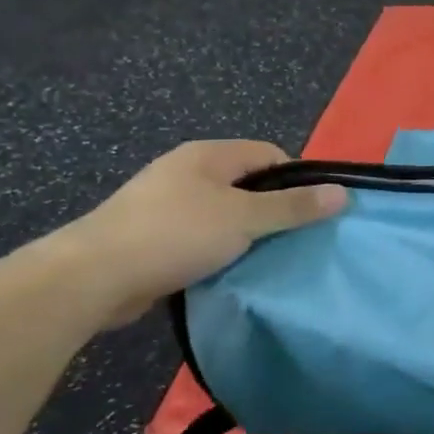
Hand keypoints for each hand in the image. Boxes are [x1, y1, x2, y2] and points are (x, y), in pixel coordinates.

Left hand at [55, 141, 346, 326]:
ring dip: (245, 233)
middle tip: (294, 238)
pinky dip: (218, 250)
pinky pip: (200, 236)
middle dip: (272, 209)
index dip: (296, 180)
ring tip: (266, 257)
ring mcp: (165, 204)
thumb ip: (294, 206)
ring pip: (224, 212)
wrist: (90, 278)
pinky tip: (228, 270)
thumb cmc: (174, 235)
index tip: (311, 212)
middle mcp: (187, 171)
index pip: (269, 154)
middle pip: (248, 183)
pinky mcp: (151, 236)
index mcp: (208, 155)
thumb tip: (343, 193)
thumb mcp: (244, 219)